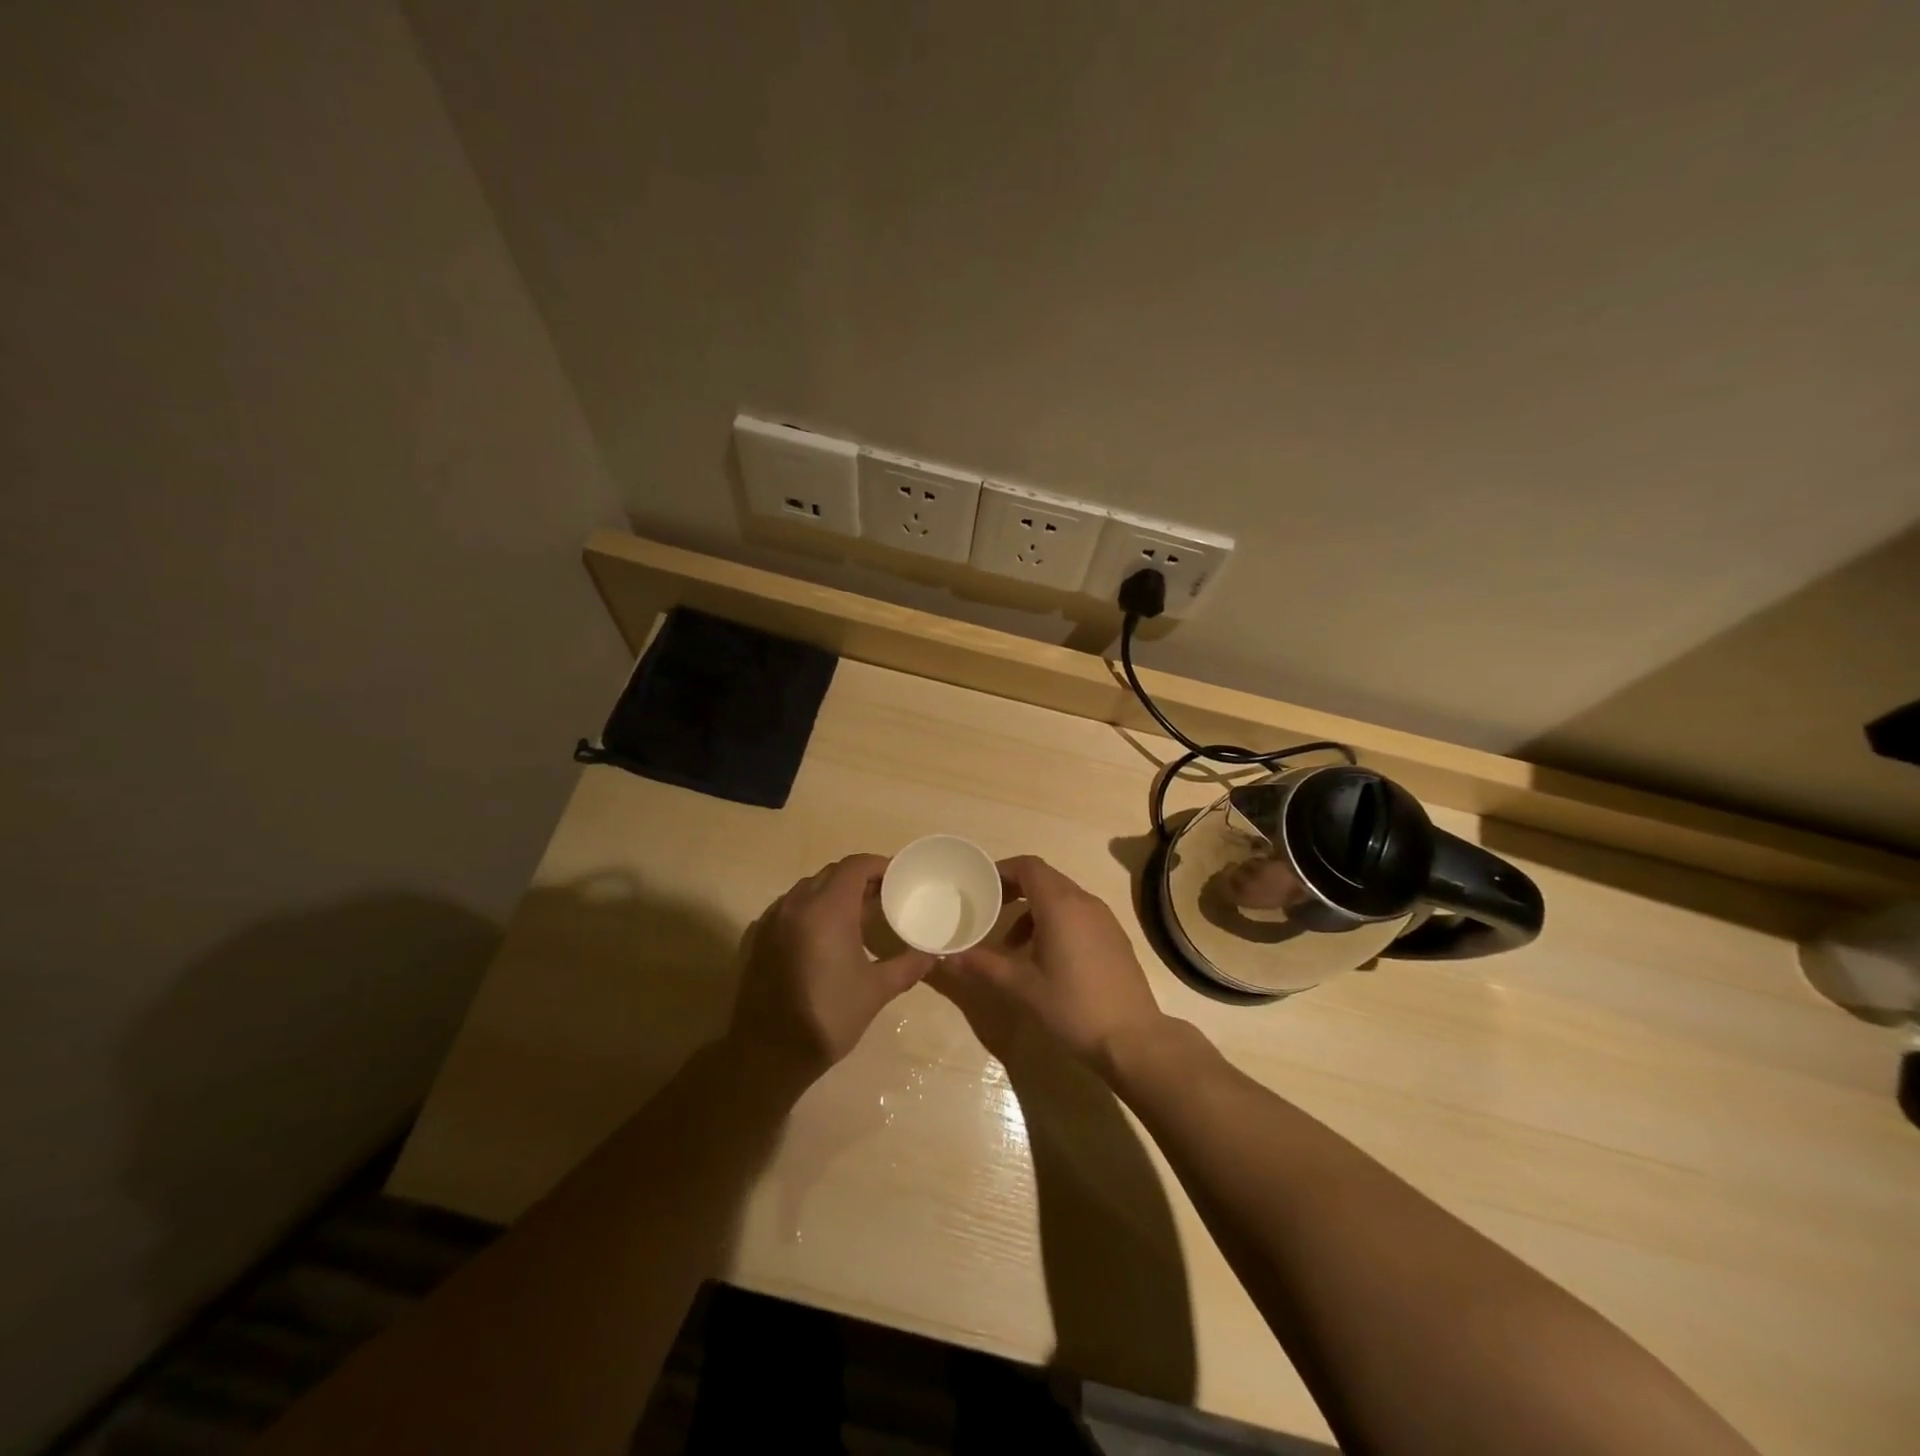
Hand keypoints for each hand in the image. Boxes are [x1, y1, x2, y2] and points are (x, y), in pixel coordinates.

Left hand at [728, 854, 934, 1086]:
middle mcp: (796, 904)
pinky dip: (810, 909)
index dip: (879, 866)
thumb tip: (932, 954)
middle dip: (859, 878)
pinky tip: (824, 937)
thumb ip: (908, 966)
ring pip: (808, 888)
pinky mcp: (757, 936)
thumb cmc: (827, 1018)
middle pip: (832, 873)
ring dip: (833, 893)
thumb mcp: (876, 991)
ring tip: (856, 916)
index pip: (855, 866)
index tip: (898, 878)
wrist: (767, 1054)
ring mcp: (772, 919)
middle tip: (883, 897)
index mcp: (826, 909)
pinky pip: (789, 907)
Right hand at [948, 856, 1166, 1070]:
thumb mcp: (1022, 987)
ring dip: (1033, 910)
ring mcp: (1104, 919)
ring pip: (1062, 897)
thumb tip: (946, 958)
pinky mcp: (1114, 937)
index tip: (980, 886)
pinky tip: (1045, 958)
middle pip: (1045, 879)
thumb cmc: (1073, 1007)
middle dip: (1014, 889)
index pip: (1028, 866)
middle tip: (989, 909)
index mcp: (1060, 905)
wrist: (1133, 1039)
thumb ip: (983, 966)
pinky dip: (1055, 922)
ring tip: (1012, 944)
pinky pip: (1078, 914)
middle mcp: (1084, 902)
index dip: (1002, 870)